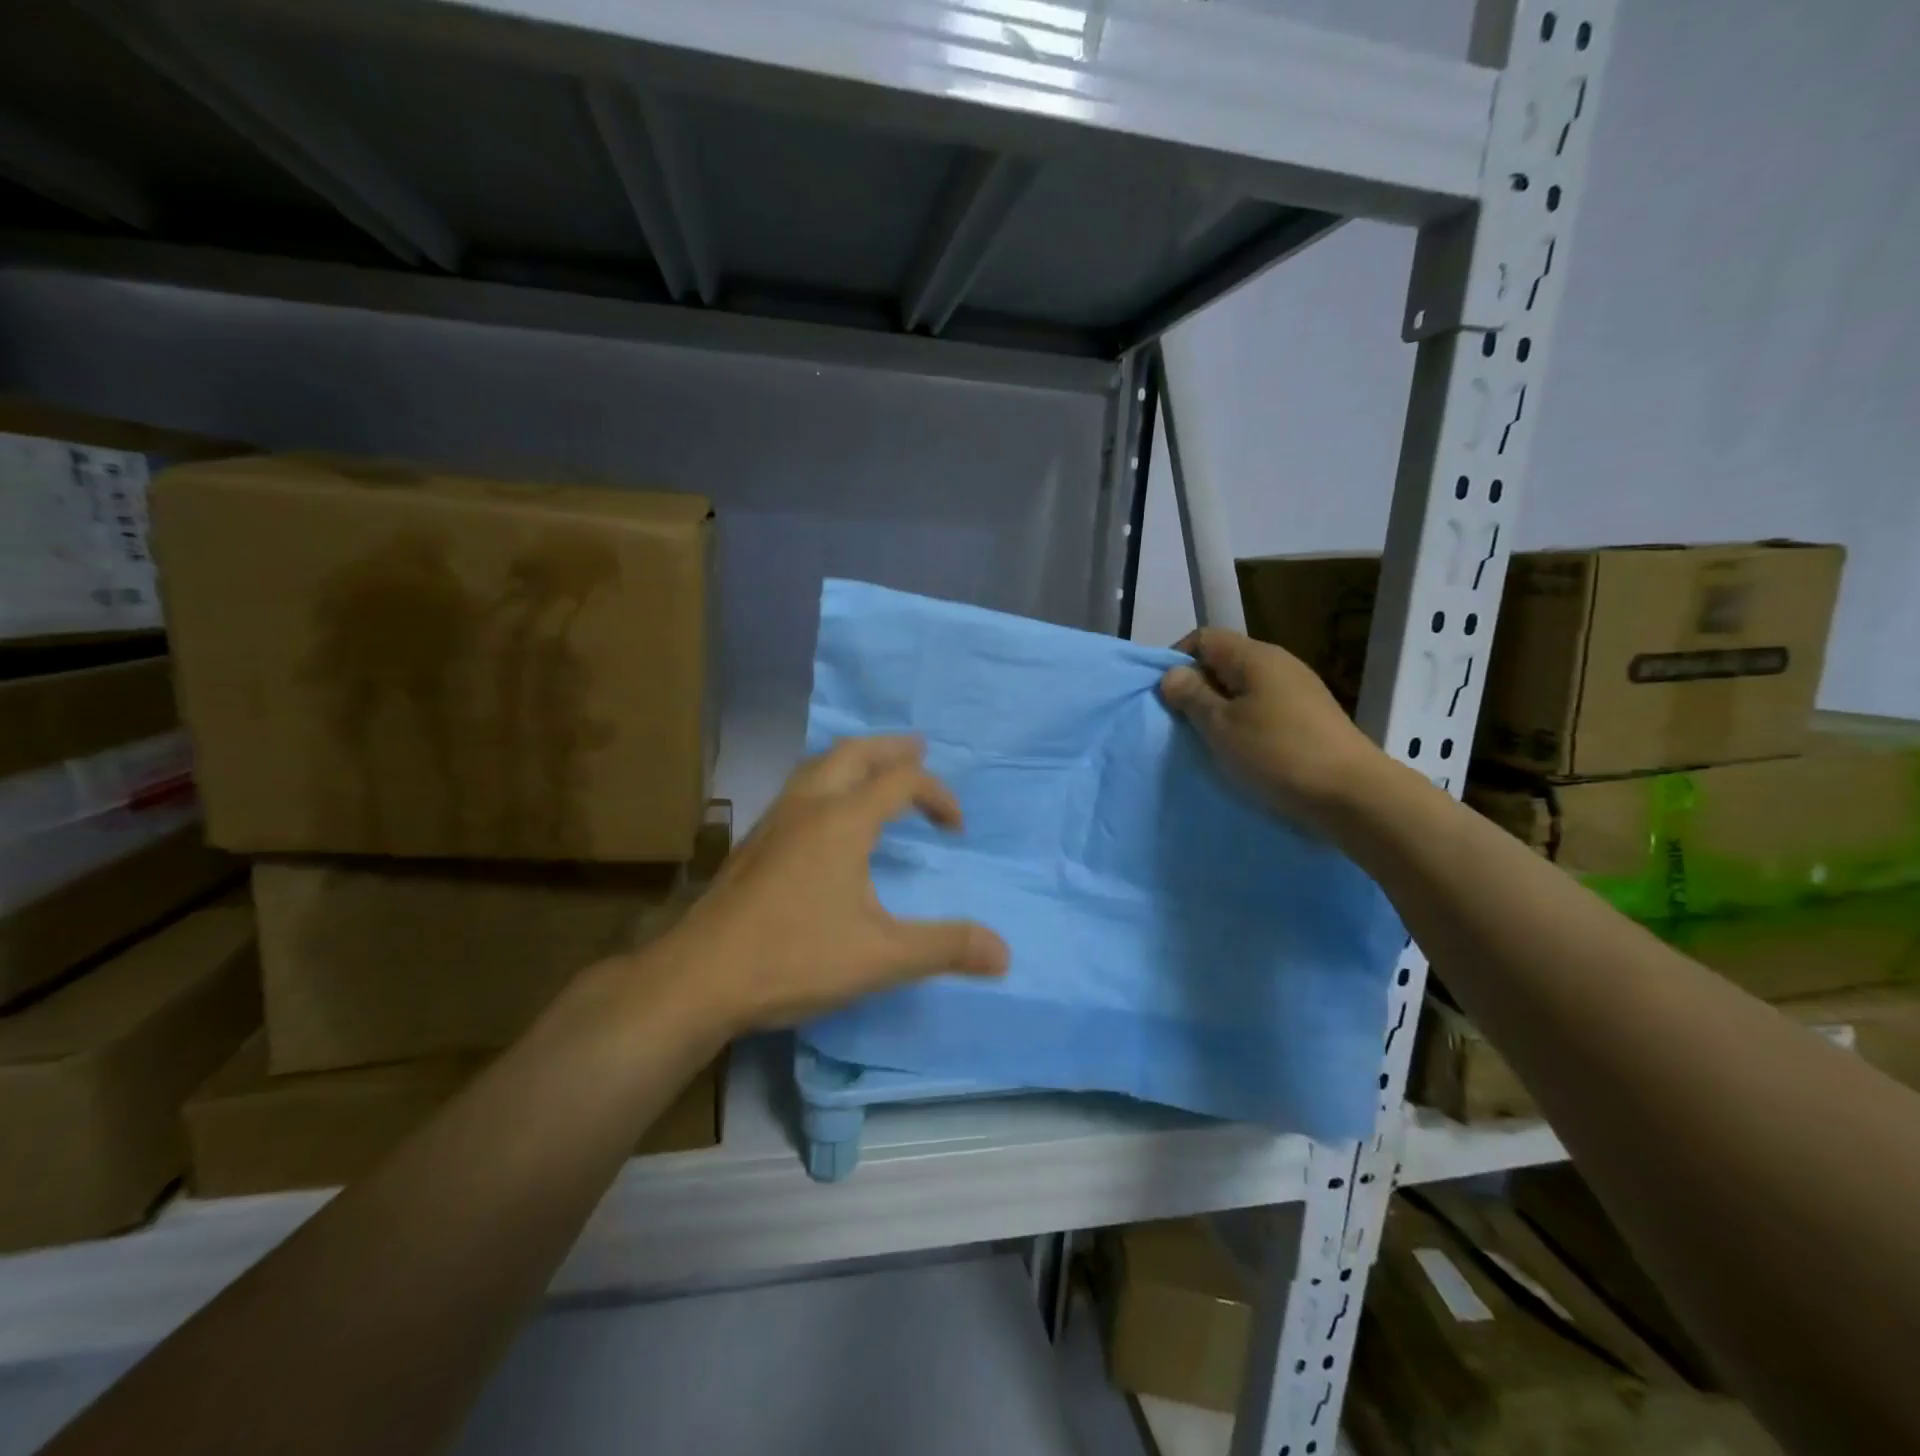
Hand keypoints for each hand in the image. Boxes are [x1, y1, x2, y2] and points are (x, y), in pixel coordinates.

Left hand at [663, 736, 1008, 1031]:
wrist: (697, 979)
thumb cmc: (793, 958)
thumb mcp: (880, 957)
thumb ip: (944, 948)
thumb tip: (1004, 954)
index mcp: (842, 821)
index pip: (901, 782)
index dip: (937, 795)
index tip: (955, 827)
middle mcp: (807, 808)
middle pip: (853, 753)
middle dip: (891, 749)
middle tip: (918, 749)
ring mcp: (773, 822)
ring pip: (817, 766)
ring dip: (854, 760)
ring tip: (875, 771)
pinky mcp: (753, 843)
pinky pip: (798, 789)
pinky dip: (826, 781)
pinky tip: (826, 817)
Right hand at [1160, 628, 1385, 830]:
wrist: (1351, 794)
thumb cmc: (1277, 753)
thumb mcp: (1221, 726)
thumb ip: (1192, 696)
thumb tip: (1173, 674)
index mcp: (1255, 657)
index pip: (1204, 638)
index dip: (1177, 660)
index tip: (1164, 696)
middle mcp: (1279, 664)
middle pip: (1224, 662)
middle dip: (1198, 688)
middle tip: (1181, 723)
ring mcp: (1299, 690)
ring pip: (1244, 688)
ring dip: (1221, 710)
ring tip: (1209, 741)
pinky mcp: (1310, 718)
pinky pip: (1264, 709)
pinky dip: (1245, 724)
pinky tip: (1242, 751)